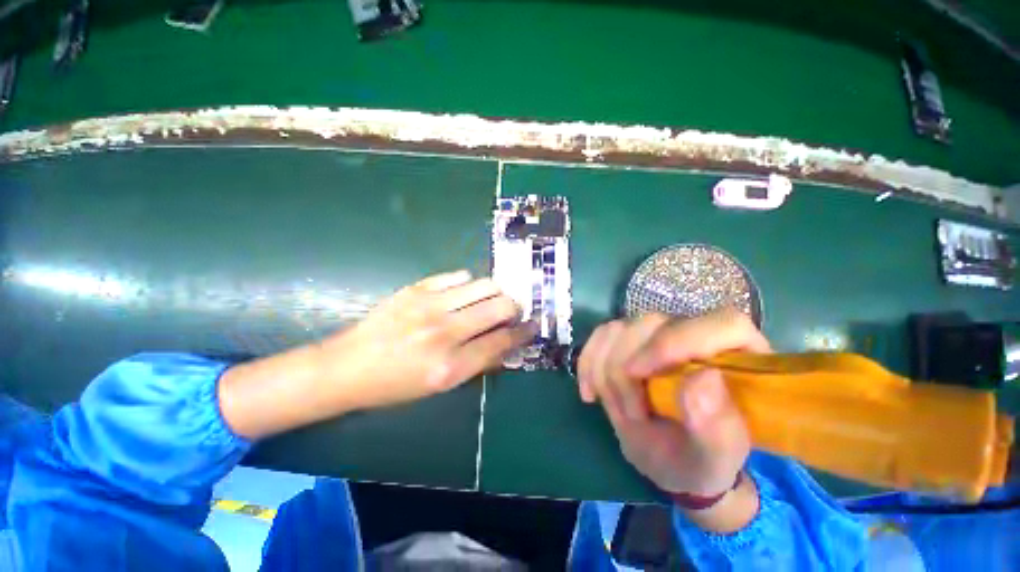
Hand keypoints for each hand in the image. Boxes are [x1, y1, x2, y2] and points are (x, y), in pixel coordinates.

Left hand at [319, 270, 535, 410]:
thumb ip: (477, 363)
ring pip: (484, 285)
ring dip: (496, 292)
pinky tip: (464, 293)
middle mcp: (444, 333)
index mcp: (450, 366)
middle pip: (499, 307)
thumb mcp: (440, 386)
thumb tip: (505, 344)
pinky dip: (469, 284)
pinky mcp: (416, 289)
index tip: (533, 325)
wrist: (347, 367)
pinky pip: (458, 276)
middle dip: (515, 307)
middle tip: (513, 311)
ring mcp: (429, 305)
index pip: (502, 341)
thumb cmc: (395, 385)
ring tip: (492, 299)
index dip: (524, 332)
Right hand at [578, 309, 769, 495]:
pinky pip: (599, 337)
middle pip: (651, 324)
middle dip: (628, 370)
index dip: (675, 342)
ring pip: (618, 329)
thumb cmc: (701, 462)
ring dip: (606, 372)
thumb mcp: (714, 459)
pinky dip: (588, 364)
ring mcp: (657, 334)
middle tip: (633, 415)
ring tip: (619, 410)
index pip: (720, 324)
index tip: (639, 373)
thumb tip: (705, 378)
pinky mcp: (627, 339)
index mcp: (738, 358)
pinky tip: (591, 393)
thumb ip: (718, 426)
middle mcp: (696, 334)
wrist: (671, 461)